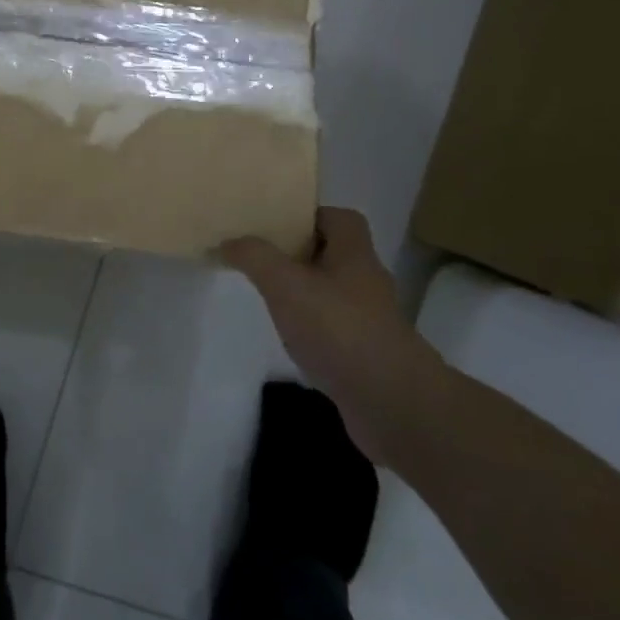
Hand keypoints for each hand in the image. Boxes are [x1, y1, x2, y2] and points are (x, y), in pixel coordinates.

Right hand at [218, 207, 448, 463]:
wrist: (391, 404)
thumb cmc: (339, 329)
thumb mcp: (286, 284)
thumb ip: (254, 257)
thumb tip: (228, 241)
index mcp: (354, 252)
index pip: (338, 218)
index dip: (308, 216)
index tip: (274, 225)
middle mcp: (367, 280)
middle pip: (332, 253)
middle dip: (298, 254)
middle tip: (261, 259)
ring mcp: (370, 319)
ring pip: (332, 292)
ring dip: (304, 292)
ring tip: (268, 298)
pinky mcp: (367, 353)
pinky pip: (334, 328)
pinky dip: (313, 328)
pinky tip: (290, 339)